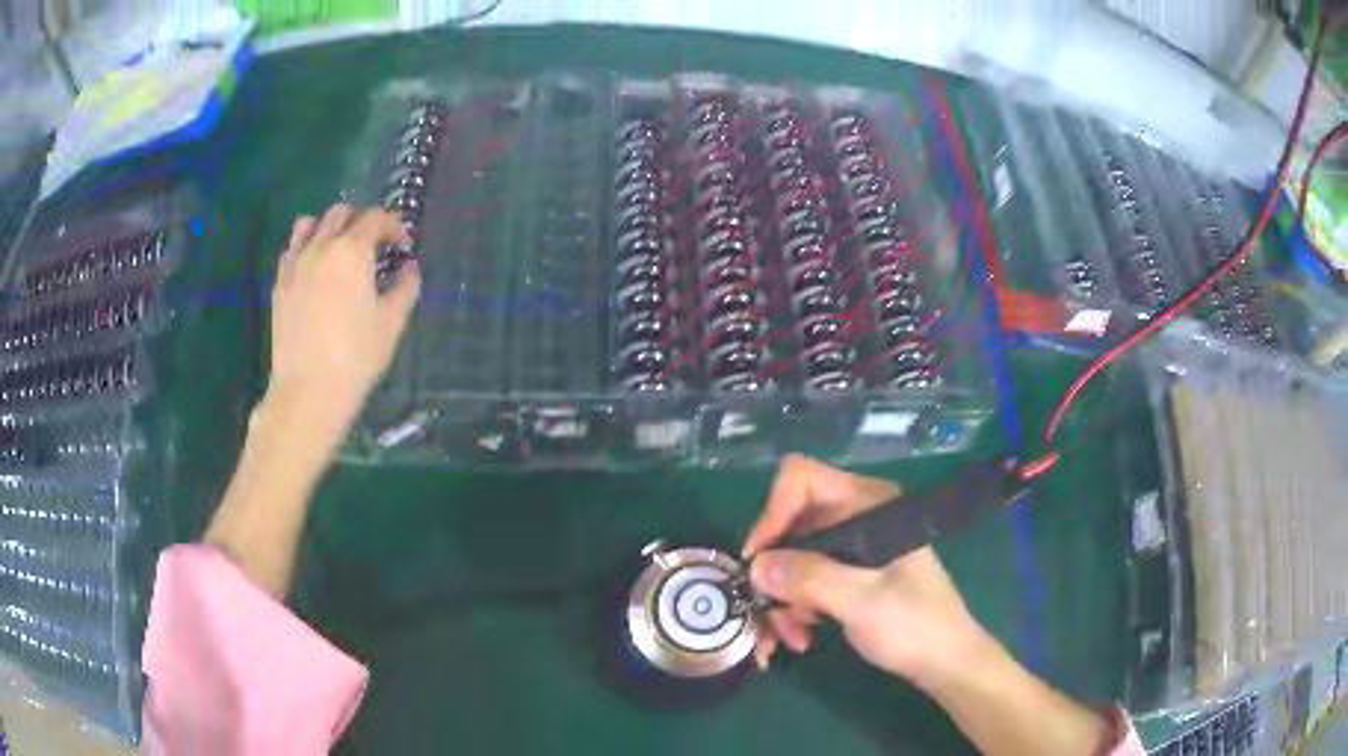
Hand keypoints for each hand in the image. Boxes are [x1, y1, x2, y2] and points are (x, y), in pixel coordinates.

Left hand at [264, 204, 420, 453]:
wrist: (308, 391)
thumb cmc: (355, 357)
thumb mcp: (391, 323)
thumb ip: (405, 288)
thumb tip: (410, 269)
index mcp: (352, 251)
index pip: (375, 218)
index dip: (393, 225)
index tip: (401, 245)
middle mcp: (321, 247)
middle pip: (340, 213)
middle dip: (360, 221)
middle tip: (372, 246)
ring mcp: (295, 264)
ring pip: (308, 224)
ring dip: (327, 228)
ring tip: (337, 251)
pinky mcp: (279, 285)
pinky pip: (291, 251)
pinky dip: (305, 249)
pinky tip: (313, 271)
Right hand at [742, 454, 990, 690]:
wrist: (945, 661)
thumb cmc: (915, 626)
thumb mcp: (863, 603)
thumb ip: (811, 579)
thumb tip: (756, 565)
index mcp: (869, 504)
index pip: (803, 480)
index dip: (773, 514)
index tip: (759, 562)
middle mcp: (858, 516)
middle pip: (792, 523)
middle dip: (775, 571)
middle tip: (766, 611)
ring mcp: (853, 545)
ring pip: (793, 557)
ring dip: (782, 598)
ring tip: (787, 637)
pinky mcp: (849, 572)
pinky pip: (805, 579)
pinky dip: (795, 606)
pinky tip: (801, 637)